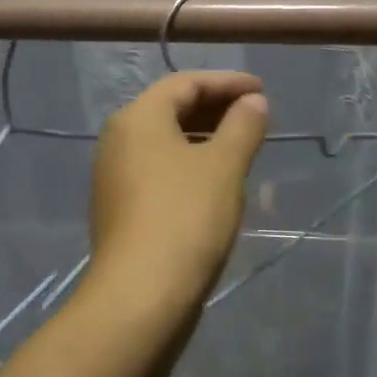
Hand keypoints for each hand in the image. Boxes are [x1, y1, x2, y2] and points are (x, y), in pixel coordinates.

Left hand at [87, 71, 269, 313]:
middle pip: (171, 110)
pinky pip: (158, 171)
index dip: (227, 82)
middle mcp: (118, 140)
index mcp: (138, 118)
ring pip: (164, 143)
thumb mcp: (223, 166)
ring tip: (241, 148)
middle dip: (215, 109)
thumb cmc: (186, 217)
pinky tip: (215, 182)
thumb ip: (242, 126)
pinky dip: (188, 165)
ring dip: (204, 139)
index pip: (185, 83)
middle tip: (255, 117)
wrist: (142, 294)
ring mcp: (114, 177)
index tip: (262, 90)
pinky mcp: (120, 209)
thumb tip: (253, 102)